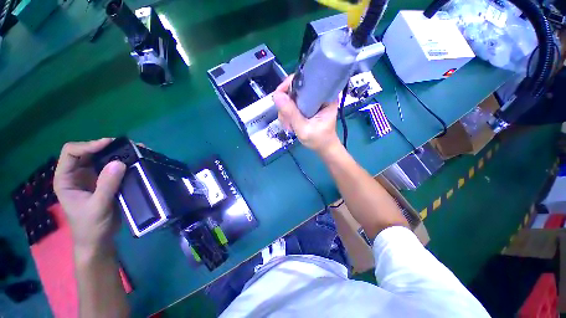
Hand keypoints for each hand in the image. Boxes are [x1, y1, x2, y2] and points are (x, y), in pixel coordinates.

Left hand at [53, 139, 125, 253]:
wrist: (99, 240)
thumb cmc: (91, 226)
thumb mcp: (98, 206)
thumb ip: (106, 185)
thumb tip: (119, 162)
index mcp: (66, 179)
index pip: (71, 152)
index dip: (88, 145)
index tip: (109, 144)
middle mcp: (77, 174)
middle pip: (88, 152)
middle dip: (105, 147)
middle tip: (125, 146)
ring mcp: (91, 178)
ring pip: (101, 158)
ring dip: (116, 153)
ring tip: (133, 150)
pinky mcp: (105, 182)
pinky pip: (113, 167)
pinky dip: (123, 162)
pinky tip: (134, 161)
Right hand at [273, 75, 341, 152]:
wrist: (324, 148)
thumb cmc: (319, 140)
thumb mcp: (304, 129)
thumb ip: (291, 113)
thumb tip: (276, 96)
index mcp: (325, 96)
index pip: (305, 80)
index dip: (289, 85)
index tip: (279, 97)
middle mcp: (319, 95)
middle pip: (295, 89)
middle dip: (286, 104)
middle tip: (286, 120)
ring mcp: (312, 101)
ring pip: (292, 98)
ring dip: (286, 112)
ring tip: (289, 126)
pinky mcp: (307, 107)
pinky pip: (293, 105)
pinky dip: (288, 115)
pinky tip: (290, 125)